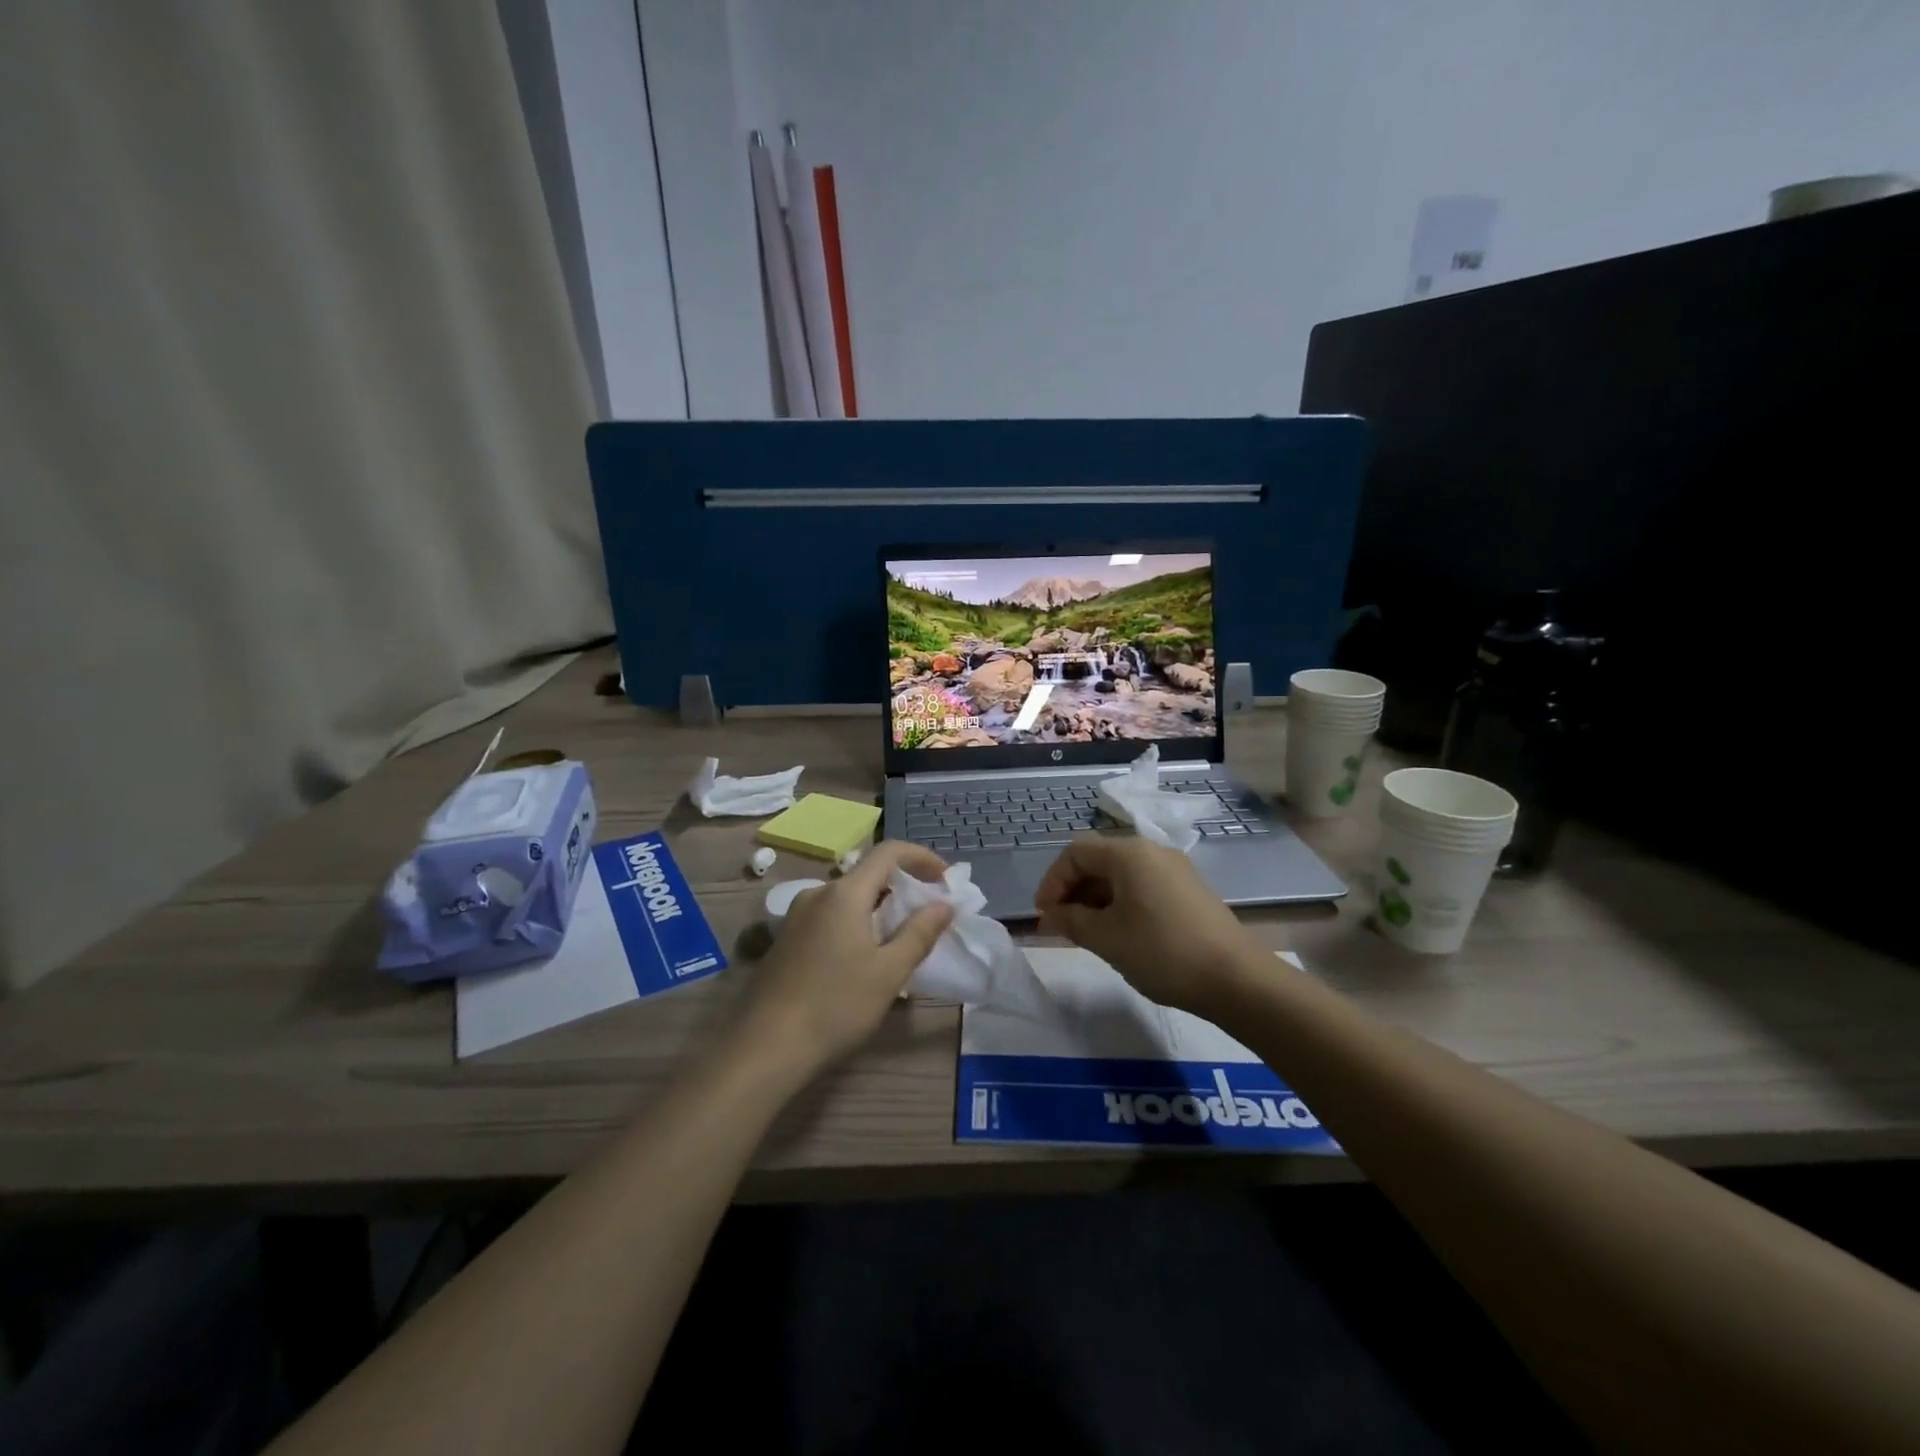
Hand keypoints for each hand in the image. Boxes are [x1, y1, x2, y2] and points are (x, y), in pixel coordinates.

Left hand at [736, 841, 953, 1084]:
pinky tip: (866, 957)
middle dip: (904, 886)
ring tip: (903, 938)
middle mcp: (818, 894)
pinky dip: (858, 922)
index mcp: (844, 894)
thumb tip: (943, 905)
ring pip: (849, 898)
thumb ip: (919, 933)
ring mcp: (798, 917)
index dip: (922, 858)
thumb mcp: (888, 973)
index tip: (946, 880)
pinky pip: (832, 916)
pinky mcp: (788, 940)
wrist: (765, 1048)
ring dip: (881, 907)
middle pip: (869, 874)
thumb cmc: (835, 1006)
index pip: (889, 852)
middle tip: (930, 914)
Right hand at [1034, 835, 1257, 1013]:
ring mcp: (1174, 870)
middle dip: (1073, 891)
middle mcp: (1152, 851)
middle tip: (1061, 927)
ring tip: (1087, 934)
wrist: (1236, 978)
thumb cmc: (1162, 951)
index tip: (1044, 916)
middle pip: (1098, 861)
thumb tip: (1050, 915)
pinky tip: (1120, 935)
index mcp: (1129, 853)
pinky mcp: (1188, 891)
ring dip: (1095, 900)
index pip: (1075, 852)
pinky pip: (1142, 888)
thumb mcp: (1106, 937)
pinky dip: (1121, 905)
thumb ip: (1070, 920)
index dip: (1052, 882)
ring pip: (1121, 876)